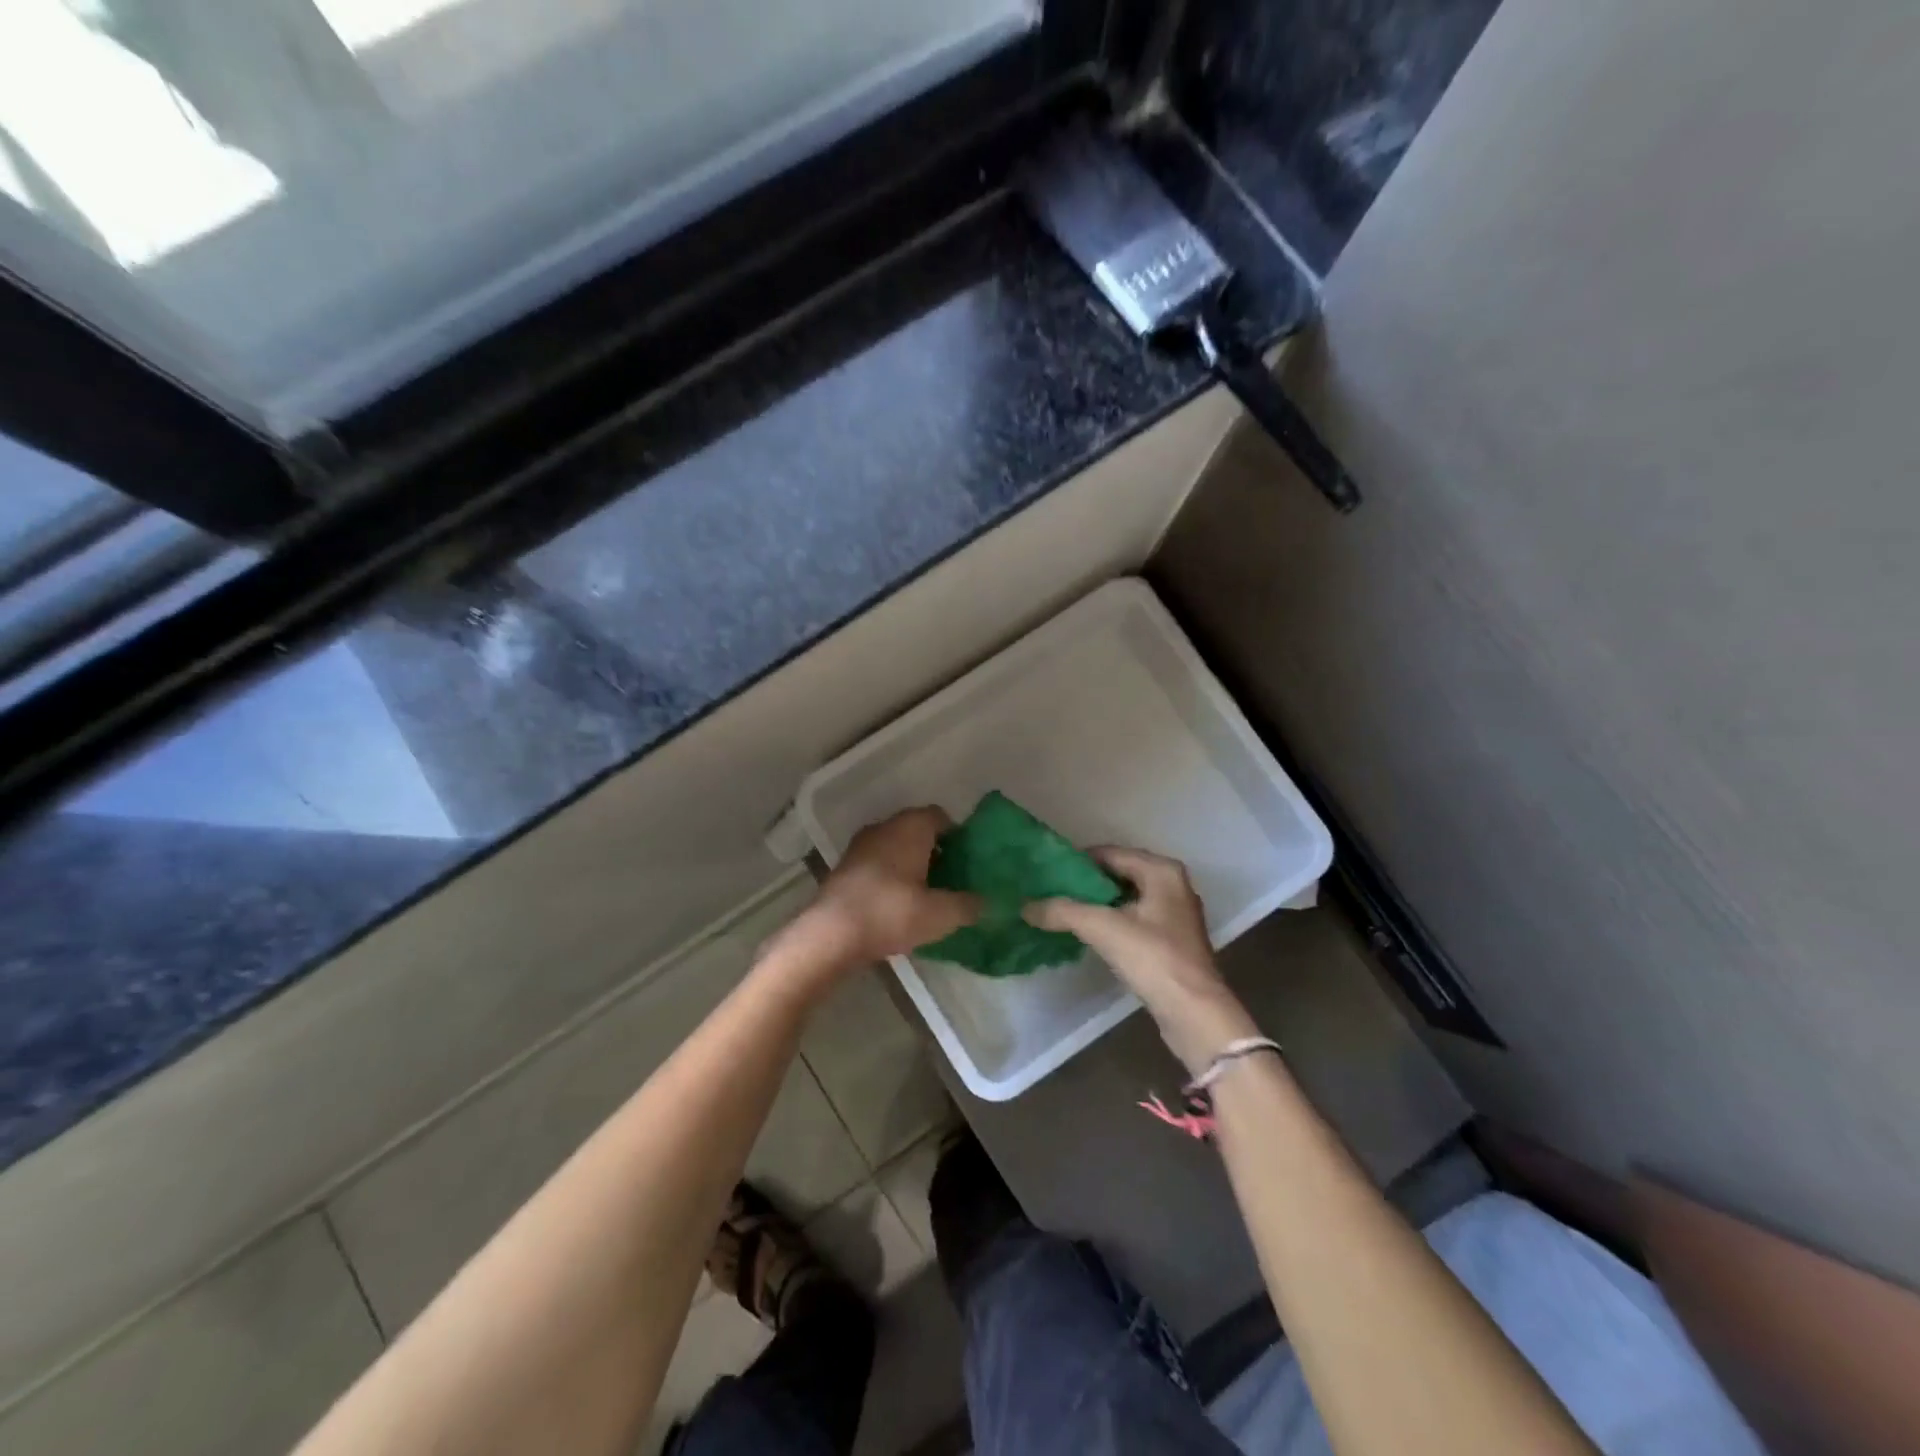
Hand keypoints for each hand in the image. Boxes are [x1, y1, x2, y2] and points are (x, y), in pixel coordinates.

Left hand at [807, 807, 981, 964]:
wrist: (832, 934)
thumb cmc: (891, 913)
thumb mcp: (941, 914)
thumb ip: (968, 905)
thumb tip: (986, 902)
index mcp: (910, 827)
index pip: (940, 816)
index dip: (957, 836)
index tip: (967, 861)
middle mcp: (884, 827)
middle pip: (917, 830)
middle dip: (936, 851)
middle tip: (952, 879)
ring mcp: (861, 846)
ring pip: (896, 847)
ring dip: (912, 864)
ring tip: (927, 894)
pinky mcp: (845, 867)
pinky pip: (878, 863)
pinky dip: (891, 876)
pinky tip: (898, 904)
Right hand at [1026, 847, 1257, 1075]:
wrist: (1194, 1013)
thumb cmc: (1153, 958)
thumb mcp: (1102, 928)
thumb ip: (1062, 911)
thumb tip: (1026, 906)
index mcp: (1161, 871)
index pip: (1109, 853)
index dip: (1077, 862)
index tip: (1047, 872)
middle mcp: (1172, 885)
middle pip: (1118, 874)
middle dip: (1085, 883)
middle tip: (1051, 891)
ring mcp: (1175, 914)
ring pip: (1126, 898)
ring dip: (1097, 904)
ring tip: (1062, 911)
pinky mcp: (1172, 941)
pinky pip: (1134, 919)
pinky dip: (1111, 922)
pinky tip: (1088, 934)